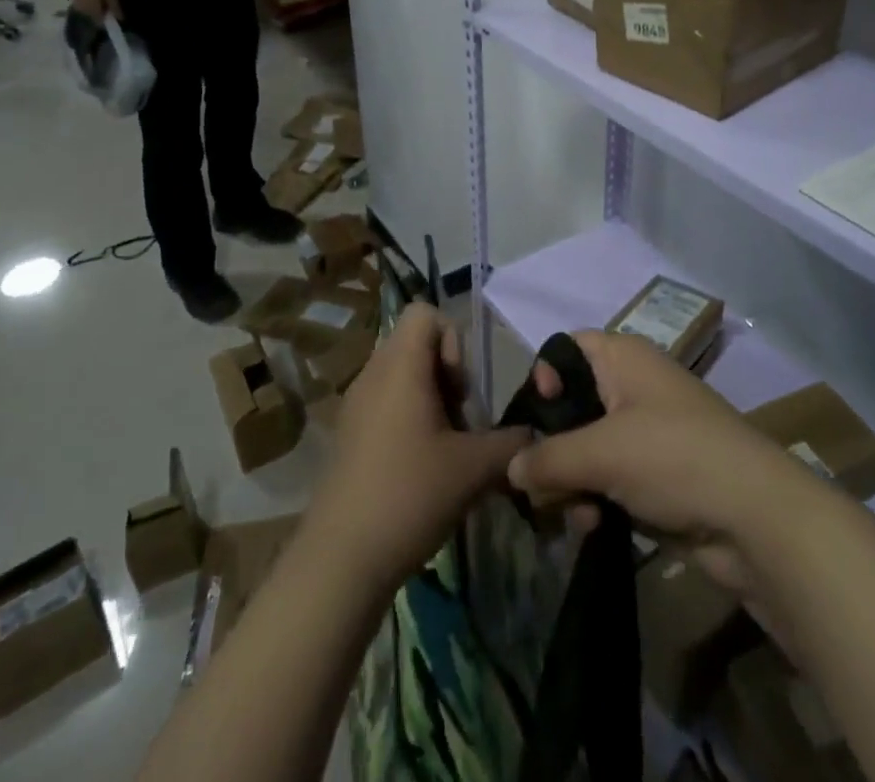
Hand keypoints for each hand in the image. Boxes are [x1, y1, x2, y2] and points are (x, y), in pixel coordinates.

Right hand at [68, 0, 122, 20]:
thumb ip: (115, 7)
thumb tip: (120, 19)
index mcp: (92, 12)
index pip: (101, 23)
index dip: (108, 21)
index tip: (114, 15)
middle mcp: (83, 12)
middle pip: (95, 18)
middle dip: (103, 14)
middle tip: (110, 5)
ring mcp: (77, 6)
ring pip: (90, 12)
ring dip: (98, 9)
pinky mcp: (75, 0)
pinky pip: (86, 7)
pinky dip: (92, 4)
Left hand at [303, 305, 528, 596]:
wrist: (340, 561)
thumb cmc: (409, 495)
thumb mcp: (475, 468)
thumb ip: (513, 443)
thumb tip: (534, 436)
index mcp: (399, 366)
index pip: (425, 313)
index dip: (452, 342)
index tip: (460, 391)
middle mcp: (373, 374)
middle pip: (416, 345)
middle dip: (448, 376)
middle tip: (460, 422)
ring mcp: (355, 405)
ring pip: (402, 376)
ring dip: (431, 401)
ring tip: (445, 448)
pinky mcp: (347, 435)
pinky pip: (385, 404)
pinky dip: (409, 420)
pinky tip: (420, 469)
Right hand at [507, 329, 819, 594]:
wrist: (755, 517)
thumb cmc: (673, 458)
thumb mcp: (602, 452)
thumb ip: (549, 458)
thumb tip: (512, 468)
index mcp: (623, 357)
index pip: (568, 350)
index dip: (546, 378)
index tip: (537, 420)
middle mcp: (633, 386)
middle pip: (572, 405)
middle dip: (554, 448)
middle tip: (542, 484)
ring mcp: (647, 433)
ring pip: (588, 448)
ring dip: (573, 483)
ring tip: (576, 515)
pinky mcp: (658, 475)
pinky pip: (610, 479)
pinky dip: (597, 500)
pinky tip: (594, 528)